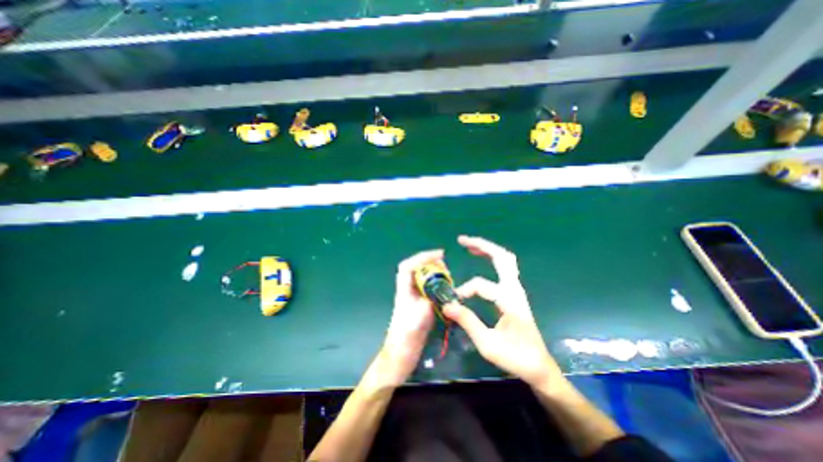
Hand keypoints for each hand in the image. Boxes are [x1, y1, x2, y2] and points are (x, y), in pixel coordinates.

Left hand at [370, 250, 439, 386]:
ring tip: (448, 276)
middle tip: (445, 264)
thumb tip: (439, 291)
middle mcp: (408, 291)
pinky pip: (429, 289)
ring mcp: (414, 298)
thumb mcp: (417, 321)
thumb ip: (427, 304)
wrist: (400, 356)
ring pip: (423, 278)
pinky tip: (448, 290)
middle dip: (430, 263)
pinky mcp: (420, 306)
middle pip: (416, 269)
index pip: (408, 266)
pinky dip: (438, 286)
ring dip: (435, 274)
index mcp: (404, 291)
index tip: (439, 255)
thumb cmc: (405, 339)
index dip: (422, 257)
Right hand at [440, 236, 569, 390]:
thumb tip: (447, 305)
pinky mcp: (515, 293)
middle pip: (502, 257)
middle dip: (482, 245)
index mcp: (510, 301)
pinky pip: (505, 268)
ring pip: (506, 260)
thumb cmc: (515, 357)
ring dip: (488, 249)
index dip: (465, 290)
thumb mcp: (487, 343)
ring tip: (470, 246)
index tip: (453, 302)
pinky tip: (483, 259)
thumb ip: (467, 321)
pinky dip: (493, 258)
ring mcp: (517, 289)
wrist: (539, 366)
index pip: (481, 285)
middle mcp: (515, 290)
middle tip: (462, 240)